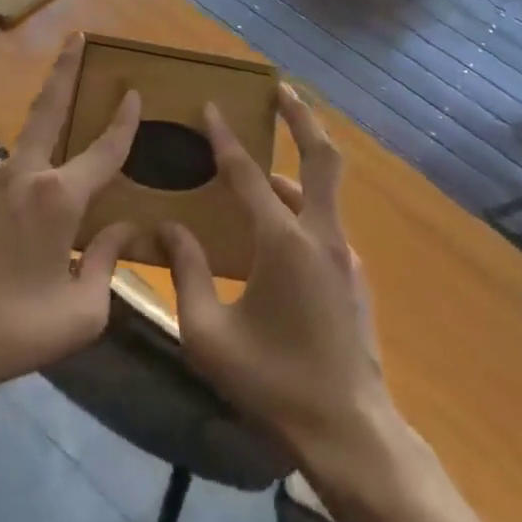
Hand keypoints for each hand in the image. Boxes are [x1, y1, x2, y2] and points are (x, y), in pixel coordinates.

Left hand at [0, 35, 140, 397]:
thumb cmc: (16, 329)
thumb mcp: (82, 312)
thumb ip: (110, 261)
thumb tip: (125, 227)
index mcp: (58, 198)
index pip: (104, 150)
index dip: (124, 121)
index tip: (133, 93)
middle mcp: (22, 174)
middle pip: (48, 109)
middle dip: (65, 69)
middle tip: (76, 36)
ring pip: (25, 156)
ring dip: (41, 161)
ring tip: (41, 214)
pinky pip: (0, 182)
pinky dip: (13, 195)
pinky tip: (6, 236)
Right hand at [161, 85, 389, 460]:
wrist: (350, 433)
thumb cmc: (273, 384)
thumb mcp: (209, 335)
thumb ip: (186, 273)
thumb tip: (169, 227)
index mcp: (284, 244)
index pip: (249, 174)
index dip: (226, 138)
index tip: (211, 106)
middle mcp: (321, 236)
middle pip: (321, 157)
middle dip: (301, 116)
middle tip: (280, 88)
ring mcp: (344, 255)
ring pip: (322, 191)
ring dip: (294, 167)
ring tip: (258, 169)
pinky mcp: (353, 276)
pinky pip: (323, 224)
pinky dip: (299, 208)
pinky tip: (274, 231)